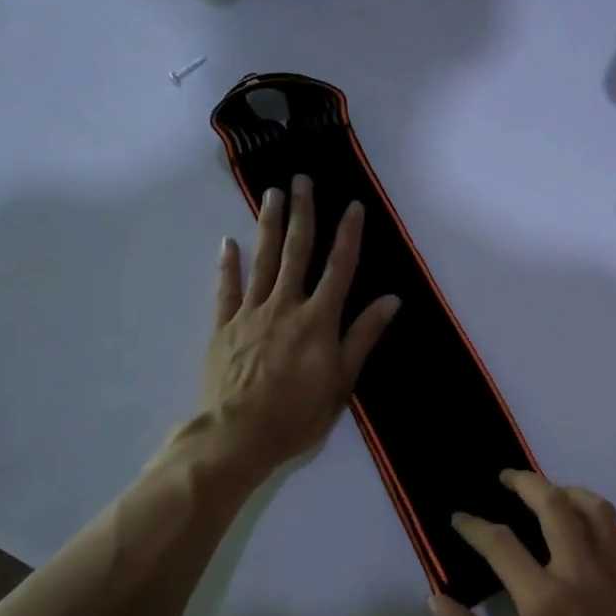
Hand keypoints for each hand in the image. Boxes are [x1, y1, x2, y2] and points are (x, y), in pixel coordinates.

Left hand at [192, 174, 398, 484]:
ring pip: (262, 261)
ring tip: (272, 194)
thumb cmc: (298, 413)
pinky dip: (228, 264)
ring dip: (268, 226)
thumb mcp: (343, 380)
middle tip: (302, 180)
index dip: (348, 236)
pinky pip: (226, 289)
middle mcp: (285, 306)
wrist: (238, 434)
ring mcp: (250, 314)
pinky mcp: (223, 327)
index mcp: (318, 320)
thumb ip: (363, 336)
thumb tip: (391, 300)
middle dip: (303, 215)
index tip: (353, 206)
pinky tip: (229, 242)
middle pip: (296, 253)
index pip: (339, 269)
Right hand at [428, 471, 615, 615]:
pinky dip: (600, 520)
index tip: (460, 518)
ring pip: (595, 508)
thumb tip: (436, 599)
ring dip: (567, 491)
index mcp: (546, 601)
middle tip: (505, 478)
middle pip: (554, 505)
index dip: (475, 526)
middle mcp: (584, 573)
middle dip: (525, 482)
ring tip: (548, 492)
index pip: (501, 544)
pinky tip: (588, 531)